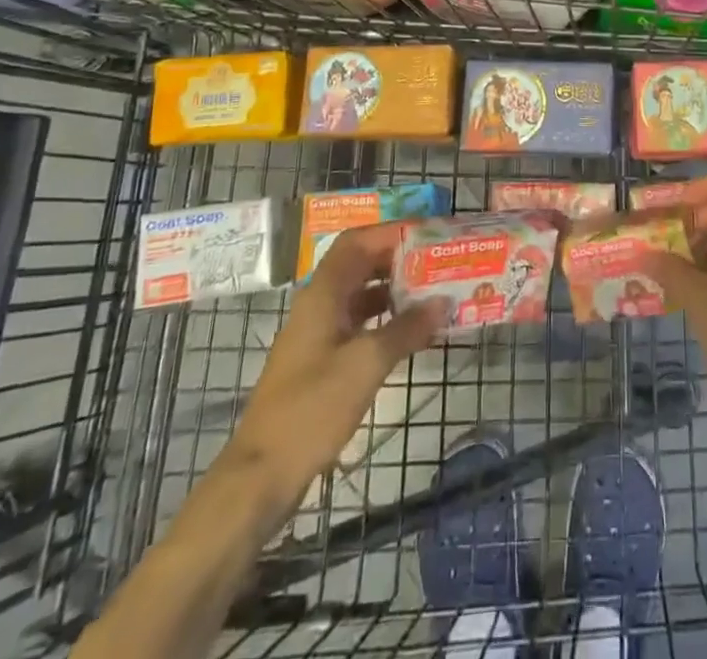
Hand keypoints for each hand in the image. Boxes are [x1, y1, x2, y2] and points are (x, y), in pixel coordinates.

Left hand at [230, 223, 445, 485]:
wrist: (262, 475)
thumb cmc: (312, 409)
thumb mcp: (366, 365)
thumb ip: (407, 329)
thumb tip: (443, 301)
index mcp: (322, 294)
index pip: (358, 241)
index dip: (392, 231)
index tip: (429, 233)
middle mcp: (319, 304)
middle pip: (361, 264)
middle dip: (399, 259)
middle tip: (439, 261)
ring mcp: (319, 334)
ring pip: (362, 295)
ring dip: (396, 290)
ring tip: (434, 292)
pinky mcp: (322, 361)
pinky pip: (360, 323)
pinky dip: (386, 320)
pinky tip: (413, 331)